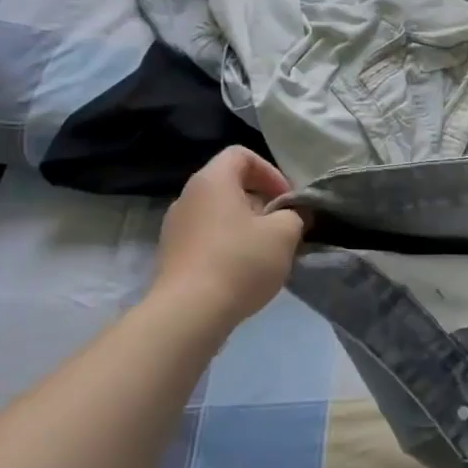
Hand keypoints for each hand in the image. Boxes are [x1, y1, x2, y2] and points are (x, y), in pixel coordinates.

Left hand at [152, 148, 306, 323]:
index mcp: (212, 181)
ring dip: (246, 225)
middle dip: (261, 201)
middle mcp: (188, 197)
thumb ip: (295, 215)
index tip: (286, 199)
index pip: (241, 154)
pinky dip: (228, 245)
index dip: (270, 171)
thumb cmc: (240, 261)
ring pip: (219, 213)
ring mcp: (175, 227)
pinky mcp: (172, 255)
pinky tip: (243, 271)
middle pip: (230, 184)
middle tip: (282, 225)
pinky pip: (206, 238)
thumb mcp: (284, 233)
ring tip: (266, 252)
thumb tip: (293, 215)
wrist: (189, 313)